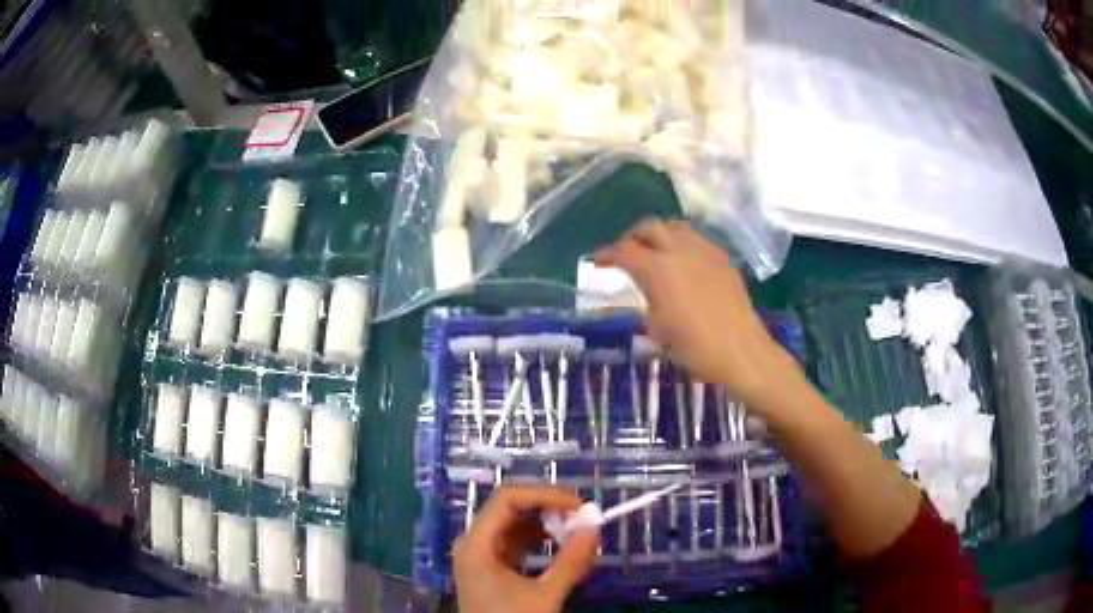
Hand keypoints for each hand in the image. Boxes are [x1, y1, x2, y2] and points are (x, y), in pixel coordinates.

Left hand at [453, 485, 600, 612]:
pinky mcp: (493, 567)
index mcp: (477, 544)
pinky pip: (516, 542)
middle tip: (581, 518)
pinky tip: (561, 547)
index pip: (507, 499)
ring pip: (514, 524)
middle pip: (509, 508)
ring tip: (575, 532)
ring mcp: (482, 555)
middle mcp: (475, 543)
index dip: (544, 494)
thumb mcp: (545, 596)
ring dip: (545, 524)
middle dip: (547, 509)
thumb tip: (595, 528)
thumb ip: (571, 562)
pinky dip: (540, 540)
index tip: (578, 506)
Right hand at [595, 219, 798, 408]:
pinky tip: (684, 261)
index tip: (598, 260)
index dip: (607, 254)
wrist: (739, 350)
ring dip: (660, 233)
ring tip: (656, 249)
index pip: (625, 252)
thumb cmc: (693, 347)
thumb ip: (647, 301)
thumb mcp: (656, 328)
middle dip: (633, 236)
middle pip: (650, 227)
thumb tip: (646, 291)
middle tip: (626, 250)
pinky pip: (697, 240)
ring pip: (676, 227)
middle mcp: (679, 250)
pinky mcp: (722, 259)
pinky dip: (683, 243)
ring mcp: (704, 251)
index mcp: (657, 269)